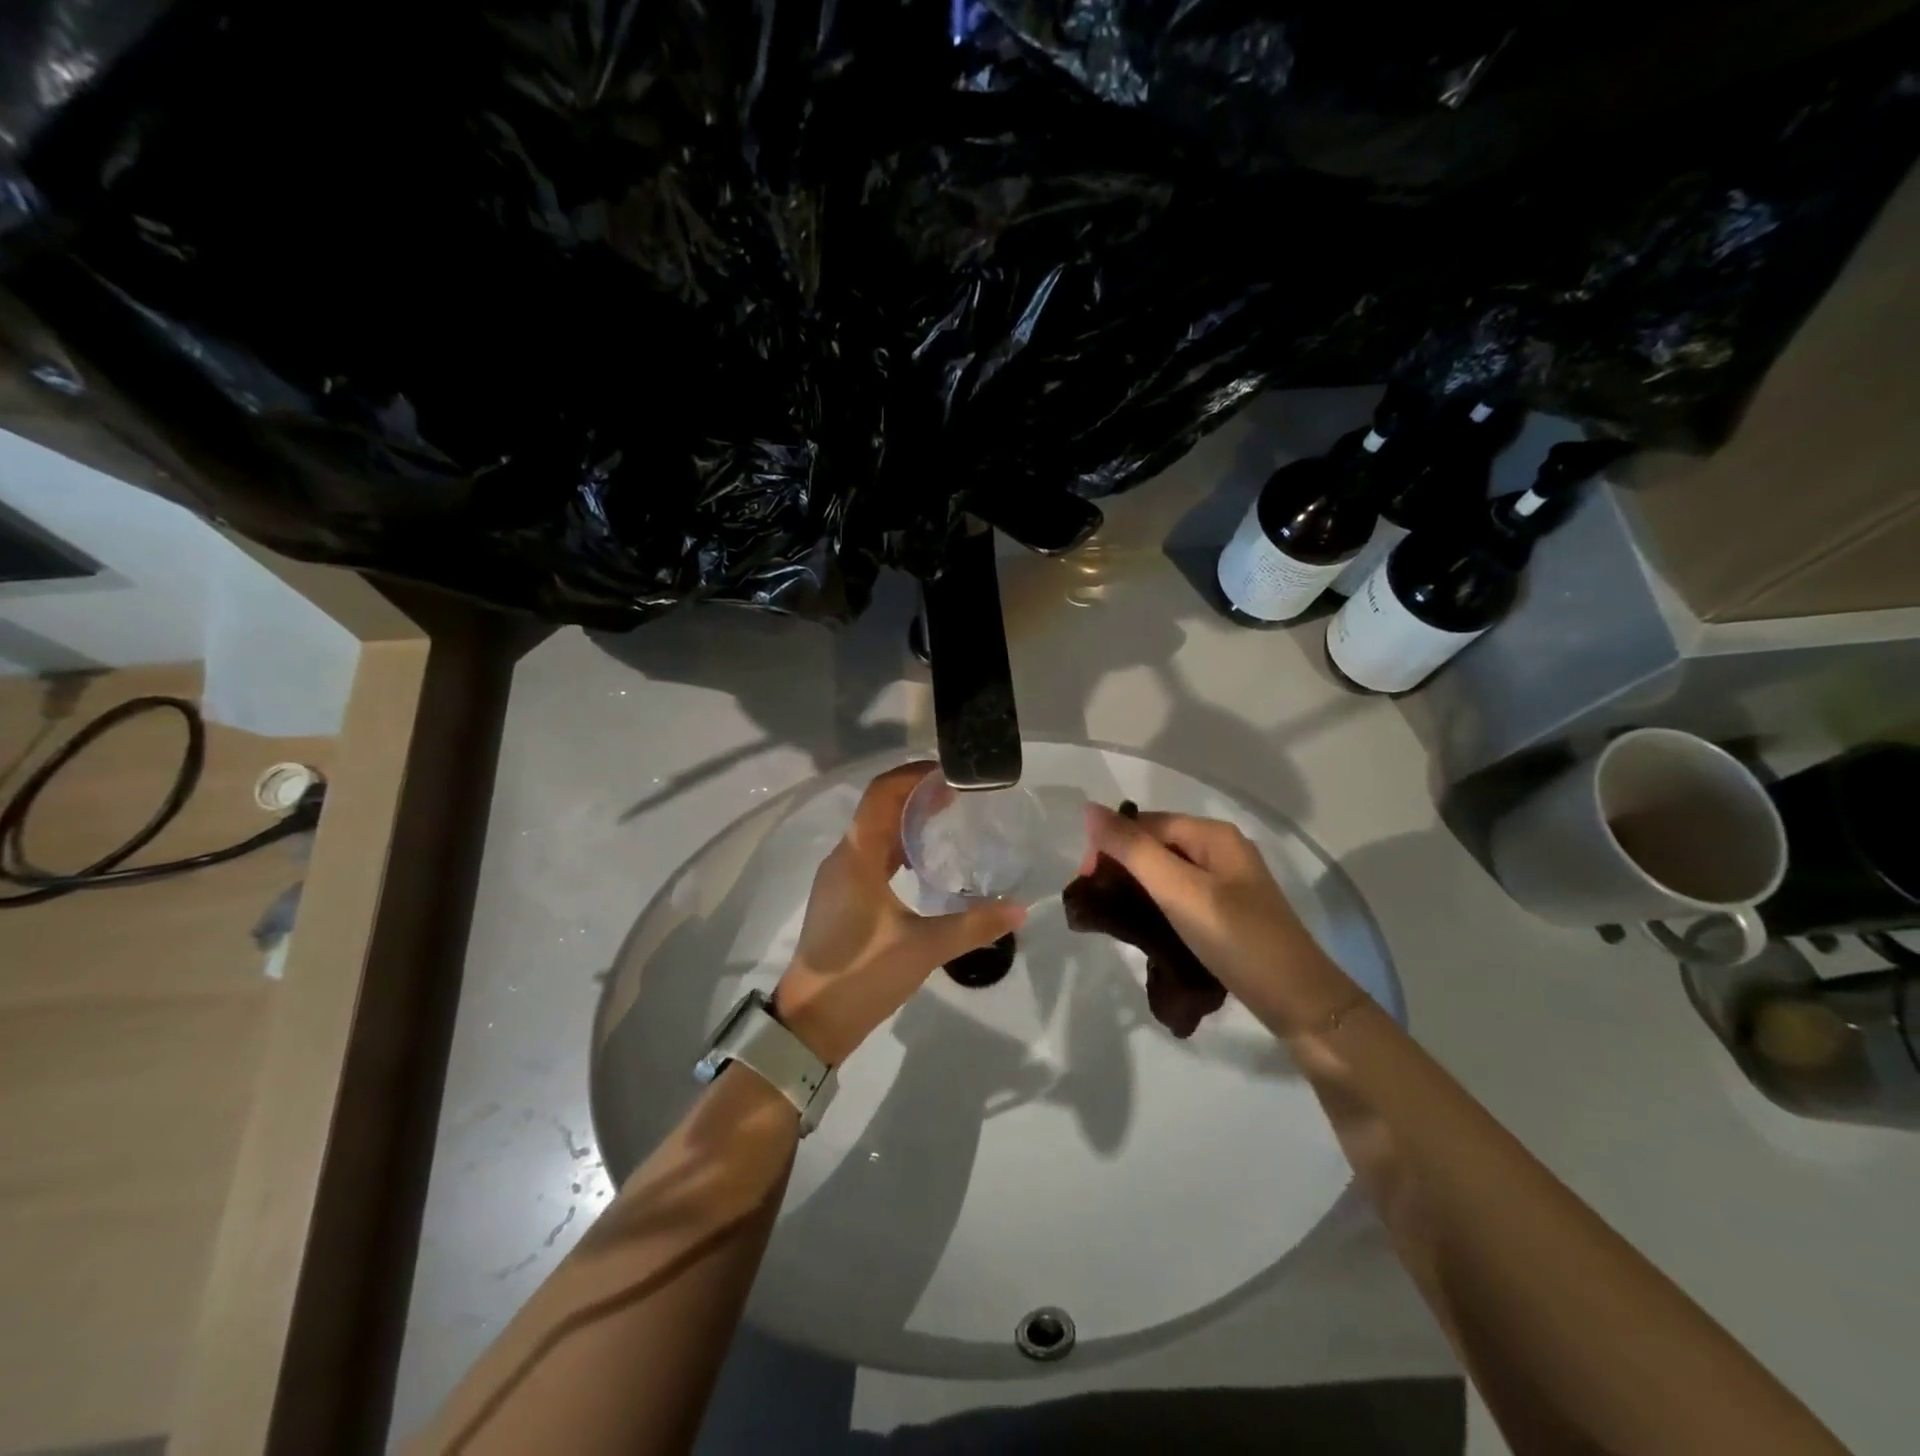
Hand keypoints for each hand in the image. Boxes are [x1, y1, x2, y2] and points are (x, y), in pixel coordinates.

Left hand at [774, 763, 1024, 1064]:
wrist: (811, 1022)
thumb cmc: (862, 976)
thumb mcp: (923, 949)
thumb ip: (972, 925)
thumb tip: (1020, 908)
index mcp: (857, 857)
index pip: (882, 794)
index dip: (914, 776)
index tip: (952, 774)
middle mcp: (844, 858)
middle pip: (878, 808)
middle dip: (917, 795)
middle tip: (961, 796)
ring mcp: (839, 878)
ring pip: (874, 832)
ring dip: (907, 820)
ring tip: (950, 820)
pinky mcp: (842, 896)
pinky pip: (871, 855)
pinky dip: (898, 846)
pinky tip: (926, 862)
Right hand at [1082, 804, 1355, 1033]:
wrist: (1298, 1000)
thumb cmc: (1236, 938)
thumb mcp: (1179, 891)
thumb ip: (1133, 850)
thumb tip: (1089, 809)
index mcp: (1213, 835)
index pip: (1145, 823)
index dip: (1111, 845)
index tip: (1086, 881)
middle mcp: (1221, 850)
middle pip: (1156, 844)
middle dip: (1122, 866)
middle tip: (1098, 903)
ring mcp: (1227, 882)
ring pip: (1167, 871)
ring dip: (1137, 887)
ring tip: (1114, 916)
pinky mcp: (1228, 912)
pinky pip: (1181, 895)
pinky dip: (1157, 904)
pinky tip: (1144, 926)